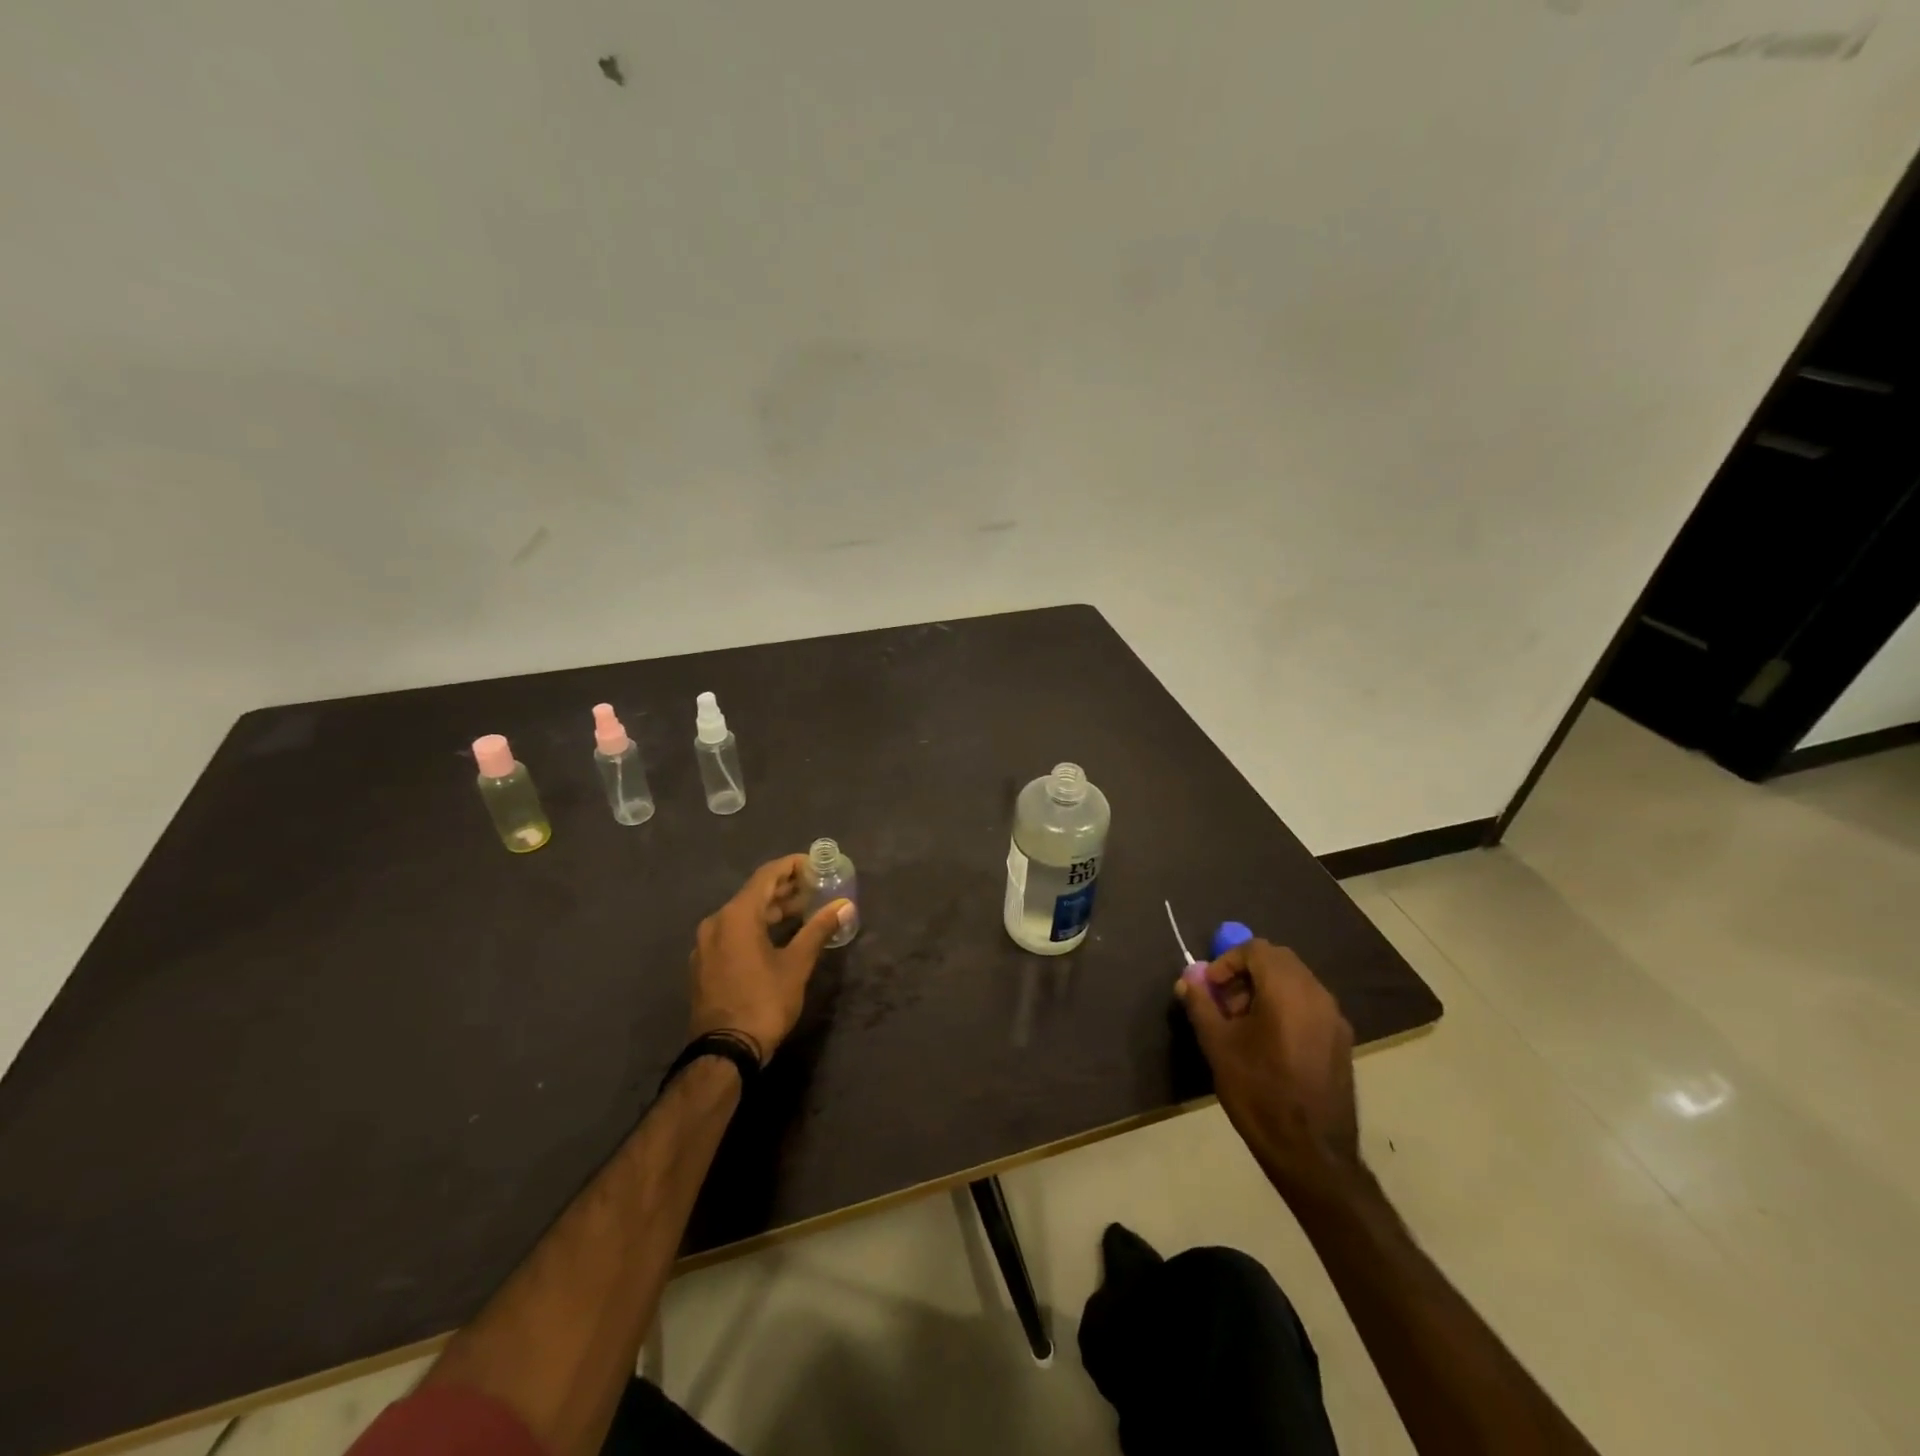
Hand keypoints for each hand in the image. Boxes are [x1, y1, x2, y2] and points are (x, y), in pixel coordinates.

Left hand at [688, 854, 851, 1064]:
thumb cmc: (764, 1002)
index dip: (792, 866)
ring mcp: (706, 945)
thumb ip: (819, 929)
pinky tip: (777, 937)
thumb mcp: (797, 964)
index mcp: (736, 916)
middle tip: (815, 887)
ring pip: (742, 915)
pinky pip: (733, 933)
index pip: (767, 876)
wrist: (724, 1052)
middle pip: (754, 894)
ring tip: (803, 911)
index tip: (816, 865)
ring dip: (772, 910)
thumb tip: (844, 905)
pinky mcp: (705, 965)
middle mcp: (715, 922)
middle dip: (785, 889)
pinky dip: (756, 928)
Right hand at [1176, 940, 1359, 1200]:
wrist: (1311, 1153)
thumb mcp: (1218, 1046)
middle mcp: (1316, 995)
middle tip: (1224, 1002)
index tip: (1209, 988)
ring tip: (1242, 1025)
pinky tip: (1268, 1043)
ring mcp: (1334, 1018)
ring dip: (1264, 989)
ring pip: (1295, 981)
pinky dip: (1285, 1006)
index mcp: (1287, 990)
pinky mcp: (1341, 1041)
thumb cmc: (1259, 1093)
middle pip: (1278, 961)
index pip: (1256, 949)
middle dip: (1246, 973)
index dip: (1227, 961)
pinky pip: (1309, 1004)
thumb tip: (1187, 980)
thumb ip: (1201, 1004)